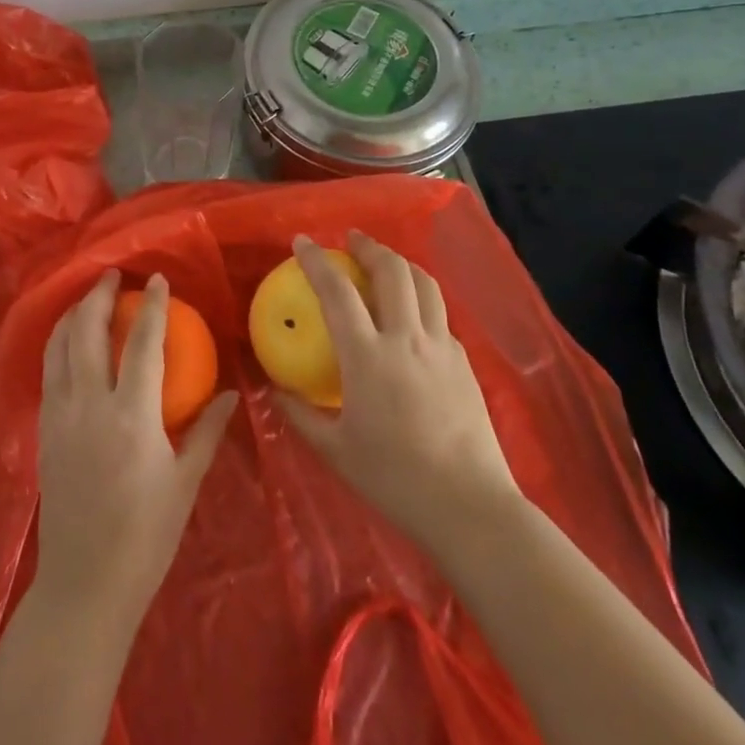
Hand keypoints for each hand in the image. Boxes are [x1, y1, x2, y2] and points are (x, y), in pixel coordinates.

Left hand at [34, 271, 237, 632]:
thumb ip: (207, 430)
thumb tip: (233, 393)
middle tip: (112, 275)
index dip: (153, 306)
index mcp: (132, 416)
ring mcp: (59, 416)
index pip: (143, 343)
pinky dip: (58, 344)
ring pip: (59, 346)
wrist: (85, 583)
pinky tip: (69, 342)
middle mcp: (90, 405)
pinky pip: (48, 371)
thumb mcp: (186, 482)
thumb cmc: (146, 536)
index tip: (158, 279)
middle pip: (88, 332)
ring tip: (88, 298)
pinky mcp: (44, 431)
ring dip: (73, 315)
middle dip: (99, 296)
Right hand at [274, 232, 519, 559]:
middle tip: (351, 239)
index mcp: (368, 356)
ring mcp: (442, 347)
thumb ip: (300, 415)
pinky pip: (440, 317)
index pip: (338, 292)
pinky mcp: (464, 363)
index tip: (302, 242)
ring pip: (425, 285)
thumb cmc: (394, 479)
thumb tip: (276, 390)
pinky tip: (412, 319)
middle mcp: (407, 339)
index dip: (317, 261)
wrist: (469, 505)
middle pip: (392, 271)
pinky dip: (421, 301)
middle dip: (369, 246)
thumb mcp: (334, 450)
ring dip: (401, 264)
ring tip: (384, 263)